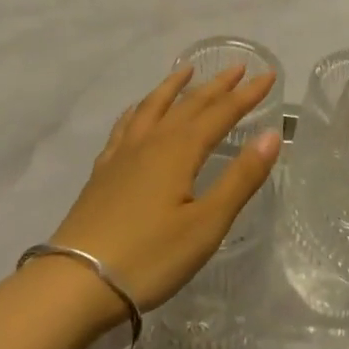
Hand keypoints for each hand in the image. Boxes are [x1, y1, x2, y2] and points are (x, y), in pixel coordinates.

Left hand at [48, 63, 280, 316]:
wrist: (76, 282)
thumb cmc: (150, 257)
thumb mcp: (207, 224)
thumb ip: (241, 178)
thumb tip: (272, 134)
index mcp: (179, 151)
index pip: (220, 113)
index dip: (246, 94)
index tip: (268, 74)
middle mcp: (151, 142)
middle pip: (188, 105)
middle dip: (216, 85)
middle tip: (237, 66)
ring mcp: (122, 155)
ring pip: (152, 107)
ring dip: (173, 87)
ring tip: (186, 70)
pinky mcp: (103, 172)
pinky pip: (125, 126)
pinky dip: (138, 110)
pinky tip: (137, 112)